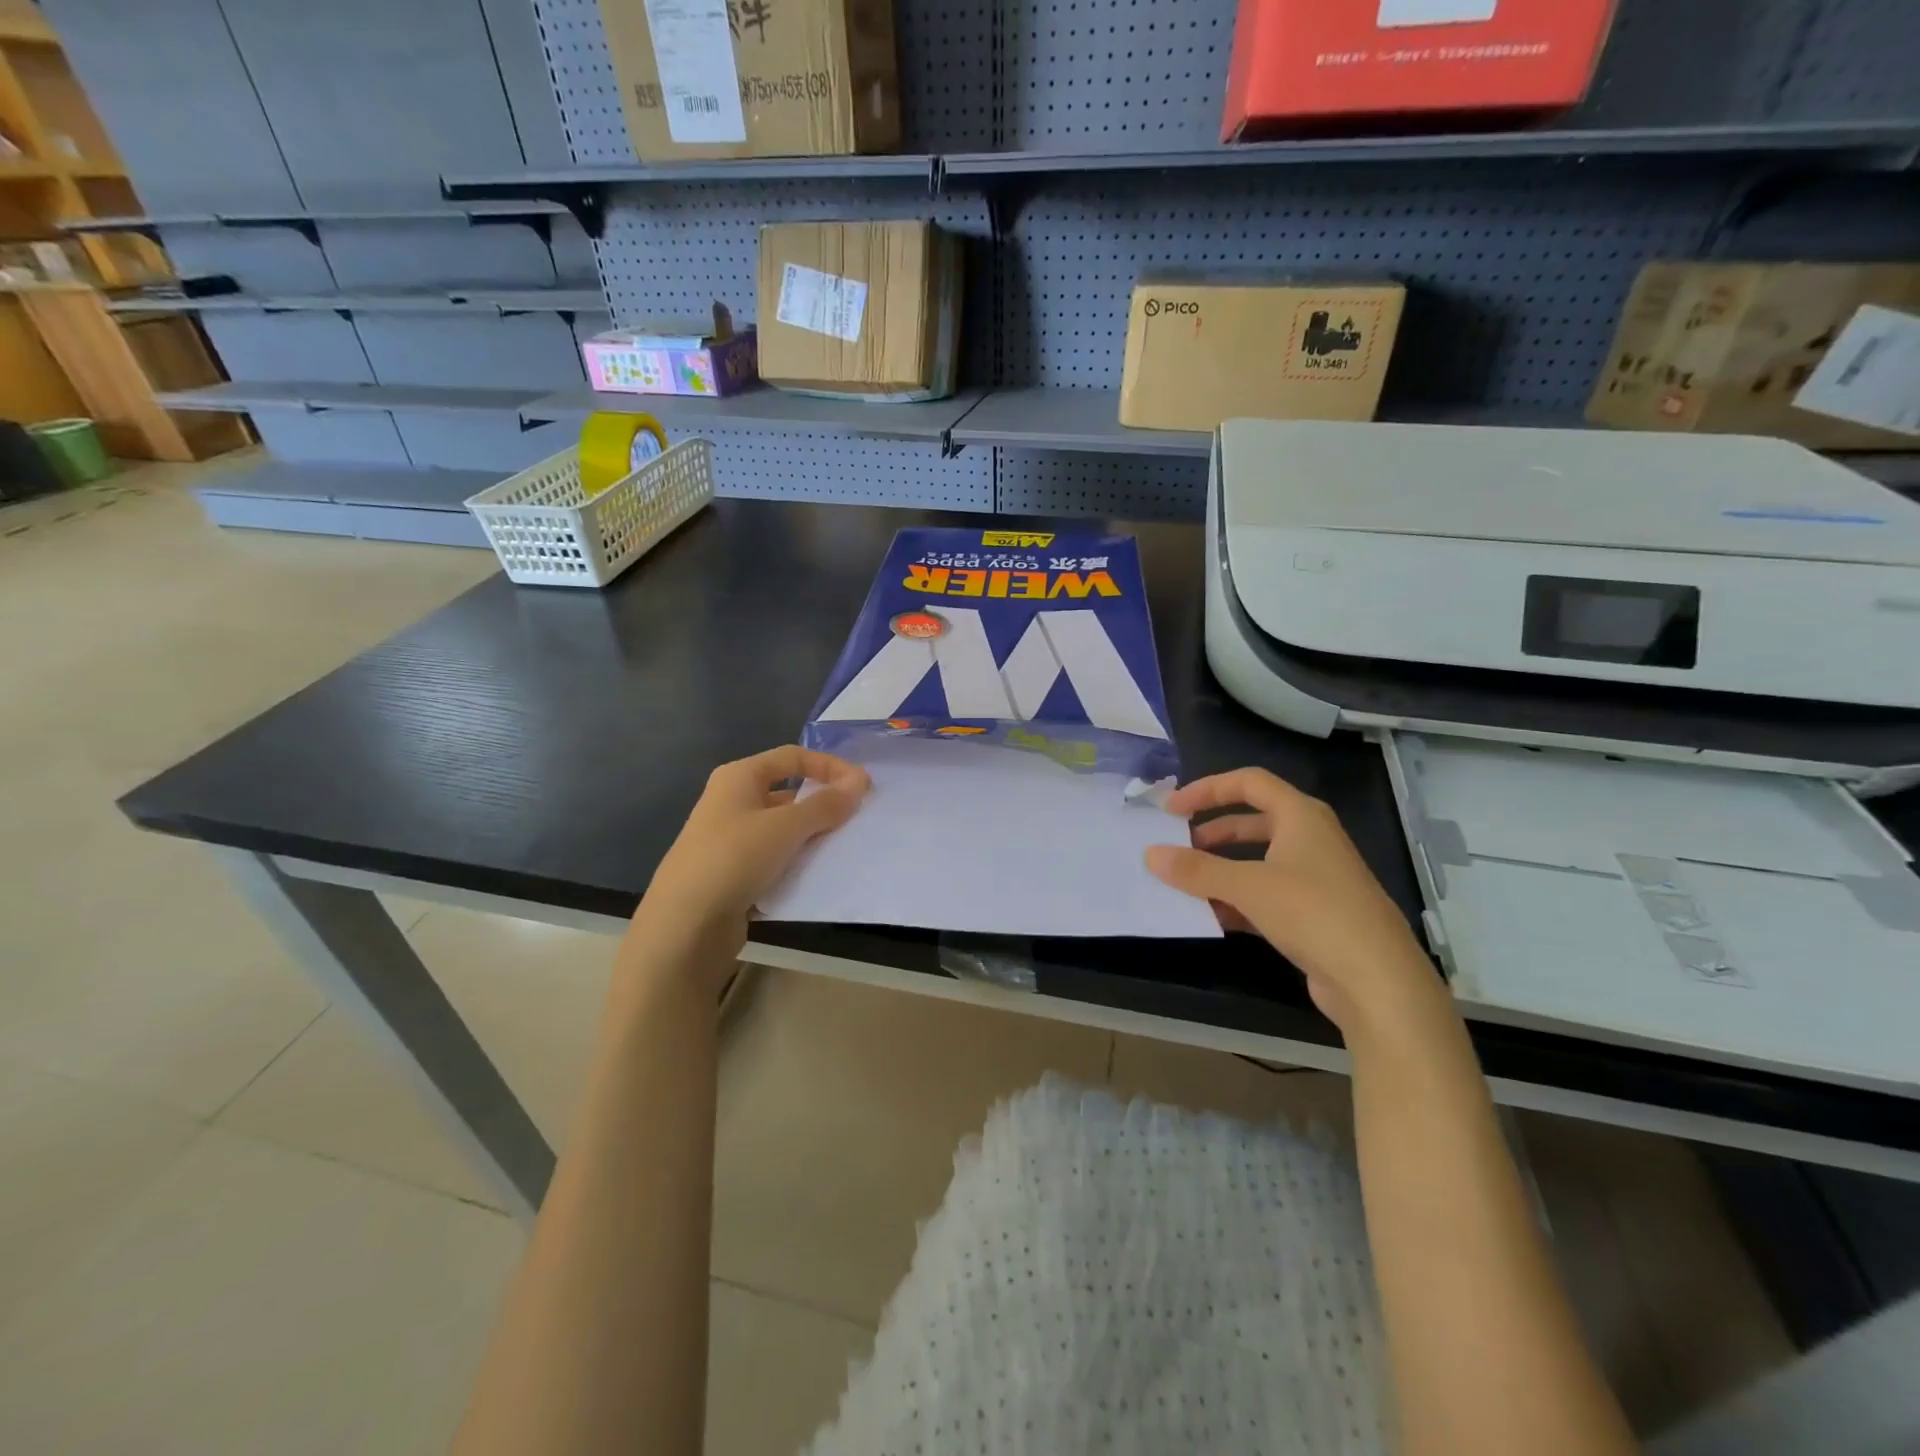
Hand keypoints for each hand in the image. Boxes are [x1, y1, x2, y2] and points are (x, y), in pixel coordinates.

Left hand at [625, 747, 869, 979]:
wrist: (684, 925)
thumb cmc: (735, 858)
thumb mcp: (786, 827)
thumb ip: (826, 804)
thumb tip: (859, 780)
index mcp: (739, 777)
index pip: (793, 757)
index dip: (830, 766)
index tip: (863, 787)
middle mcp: (732, 802)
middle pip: (788, 792)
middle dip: (823, 804)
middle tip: (857, 820)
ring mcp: (730, 839)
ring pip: (782, 829)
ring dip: (812, 836)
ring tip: (843, 849)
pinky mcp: (732, 874)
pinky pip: (774, 859)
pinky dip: (796, 863)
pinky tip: (818, 876)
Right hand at [1146, 768, 1441, 1035]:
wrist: (1378, 982)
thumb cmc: (1314, 913)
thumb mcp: (1248, 886)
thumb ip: (1196, 870)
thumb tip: (1151, 854)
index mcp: (1301, 816)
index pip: (1248, 783)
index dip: (1207, 789)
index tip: (1171, 808)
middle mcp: (1310, 839)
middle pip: (1251, 822)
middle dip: (1211, 833)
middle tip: (1177, 848)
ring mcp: (1315, 878)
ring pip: (1257, 861)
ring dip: (1220, 870)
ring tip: (1186, 885)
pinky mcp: (1314, 914)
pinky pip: (1265, 895)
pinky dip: (1237, 900)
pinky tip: (1212, 918)